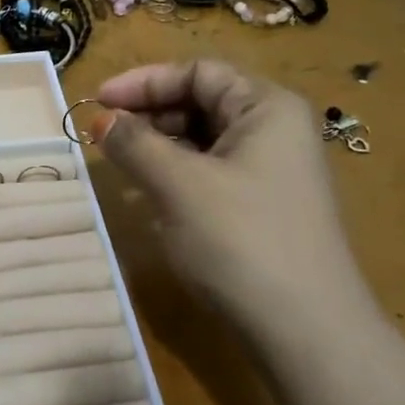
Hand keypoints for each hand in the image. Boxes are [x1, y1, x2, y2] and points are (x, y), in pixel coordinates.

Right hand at [96, 59, 370, 342]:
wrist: (306, 333)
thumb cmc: (242, 241)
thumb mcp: (179, 185)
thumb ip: (135, 144)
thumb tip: (100, 119)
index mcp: (267, 107)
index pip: (198, 72)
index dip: (144, 81)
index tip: (98, 101)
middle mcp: (275, 130)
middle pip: (202, 101)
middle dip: (149, 113)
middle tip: (104, 135)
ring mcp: (272, 170)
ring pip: (204, 140)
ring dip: (159, 145)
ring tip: (121, 164)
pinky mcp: (263, 206)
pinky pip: (211, 172)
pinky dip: (177, 174)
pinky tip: (151, 195)